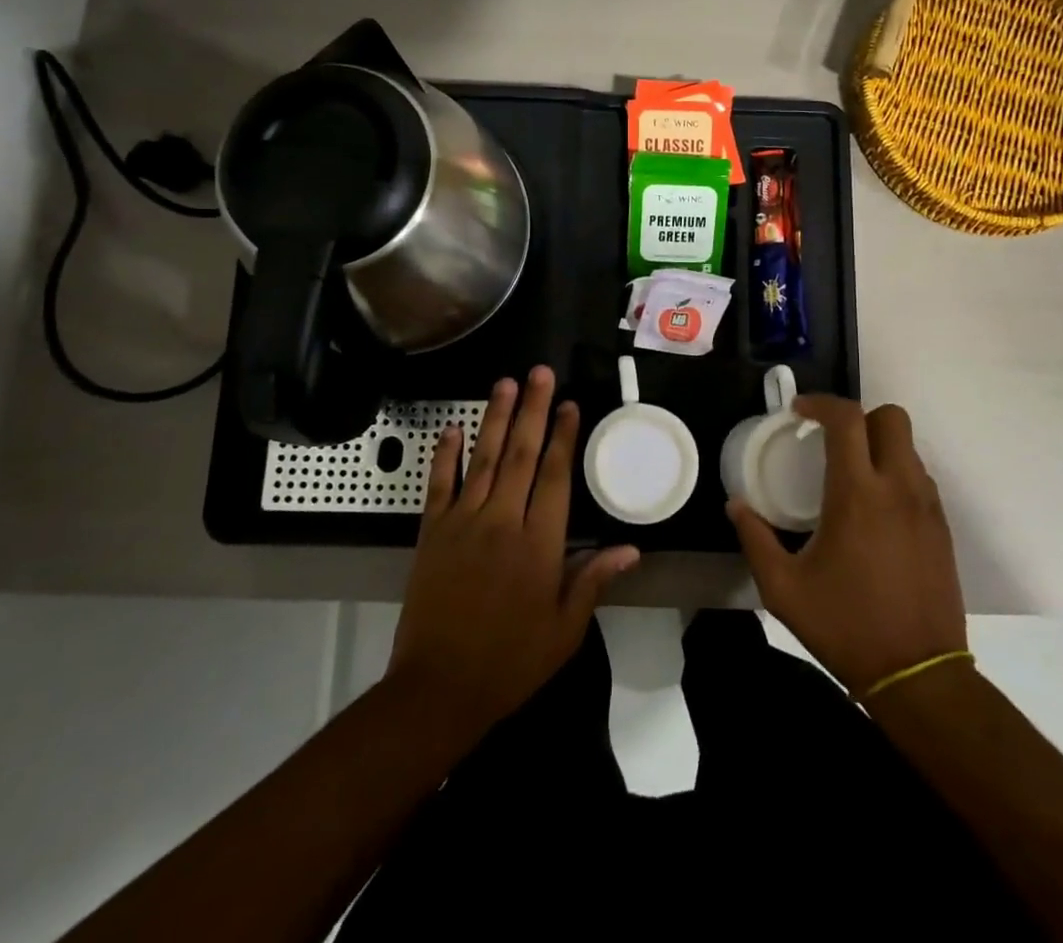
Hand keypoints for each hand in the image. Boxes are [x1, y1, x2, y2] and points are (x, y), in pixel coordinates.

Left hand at [390, 367, 639, 734]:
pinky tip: (452, 428)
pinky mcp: (431, 533)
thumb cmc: (511, 661)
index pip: (554, 476)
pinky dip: (444, 455)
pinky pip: (438, 485)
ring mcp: (463, 523)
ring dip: (494, 418)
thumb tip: (631, 548)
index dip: (563, 437)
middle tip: (539, 372)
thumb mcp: (564, 630)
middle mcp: (502, 521)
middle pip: (520, 454)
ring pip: (483, 459)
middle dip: (532, 410)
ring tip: (505, 383)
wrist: (438, 689)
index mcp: (539, 543)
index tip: (569, 404)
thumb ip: (593, 580)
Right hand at [728, 395, 967, 694]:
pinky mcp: (942, 528)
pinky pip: (920, 477)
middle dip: (858, 417)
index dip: (820, 403)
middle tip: (829, 440)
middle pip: (891, 417)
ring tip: (849, 475)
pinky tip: (873, 508)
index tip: (798, 412)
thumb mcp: (783, 589)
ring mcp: (927, 507)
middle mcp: (898, 488)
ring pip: (908, 446)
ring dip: (877, 445)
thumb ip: (755, 539)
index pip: (847, 419)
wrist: (919, 676)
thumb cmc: (846, 626)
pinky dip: (895, 473)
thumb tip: (736, 505)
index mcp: (857, 494)